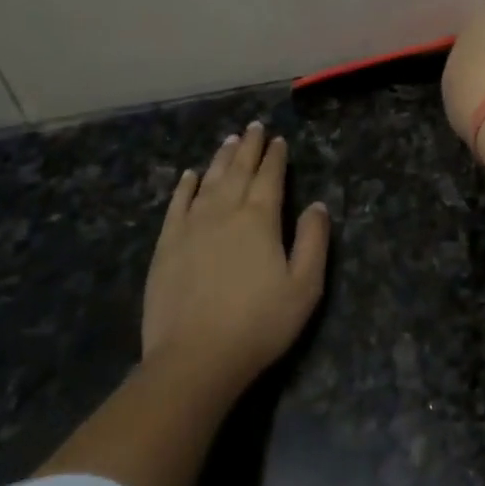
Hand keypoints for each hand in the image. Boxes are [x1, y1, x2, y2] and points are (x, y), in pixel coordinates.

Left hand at [141, 122, 330, 396]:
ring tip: (228, 140)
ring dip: (220, 159)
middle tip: (253, 127)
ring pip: (208, 182)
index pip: (270, 177)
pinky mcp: (166, 246)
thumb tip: (318, 205)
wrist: (195, 359)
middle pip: (238, 171)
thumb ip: (314, 240)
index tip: (278, 140)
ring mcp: (191, 227)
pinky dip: (184, 187)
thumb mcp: (305, 286)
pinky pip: (176, 205)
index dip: (275, 157)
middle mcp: (225, 212)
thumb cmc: (259, 324)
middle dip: (248, 147)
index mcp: (260, 219)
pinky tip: (189, 175)